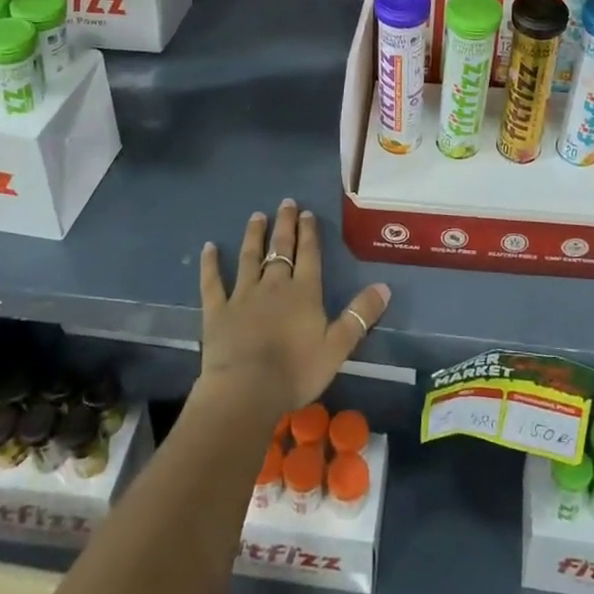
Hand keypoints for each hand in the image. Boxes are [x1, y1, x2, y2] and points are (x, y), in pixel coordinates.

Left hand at [197, 200, 390, 419]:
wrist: (246, 390)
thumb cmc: (296, 371)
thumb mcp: (338, 347)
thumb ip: (360, 315)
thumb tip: (384, 286)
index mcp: (304, 292)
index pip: (309, 254)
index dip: (309, 233)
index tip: (308, 213)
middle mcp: (274, 285)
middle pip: (281, 249)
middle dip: (285, 225)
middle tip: (286, 203)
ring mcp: (243, 295)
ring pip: (249, 257)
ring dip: (254, 235)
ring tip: (257, 216)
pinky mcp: (217, 310)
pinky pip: (213, 282)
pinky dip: (210, 264)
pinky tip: (209, 247)